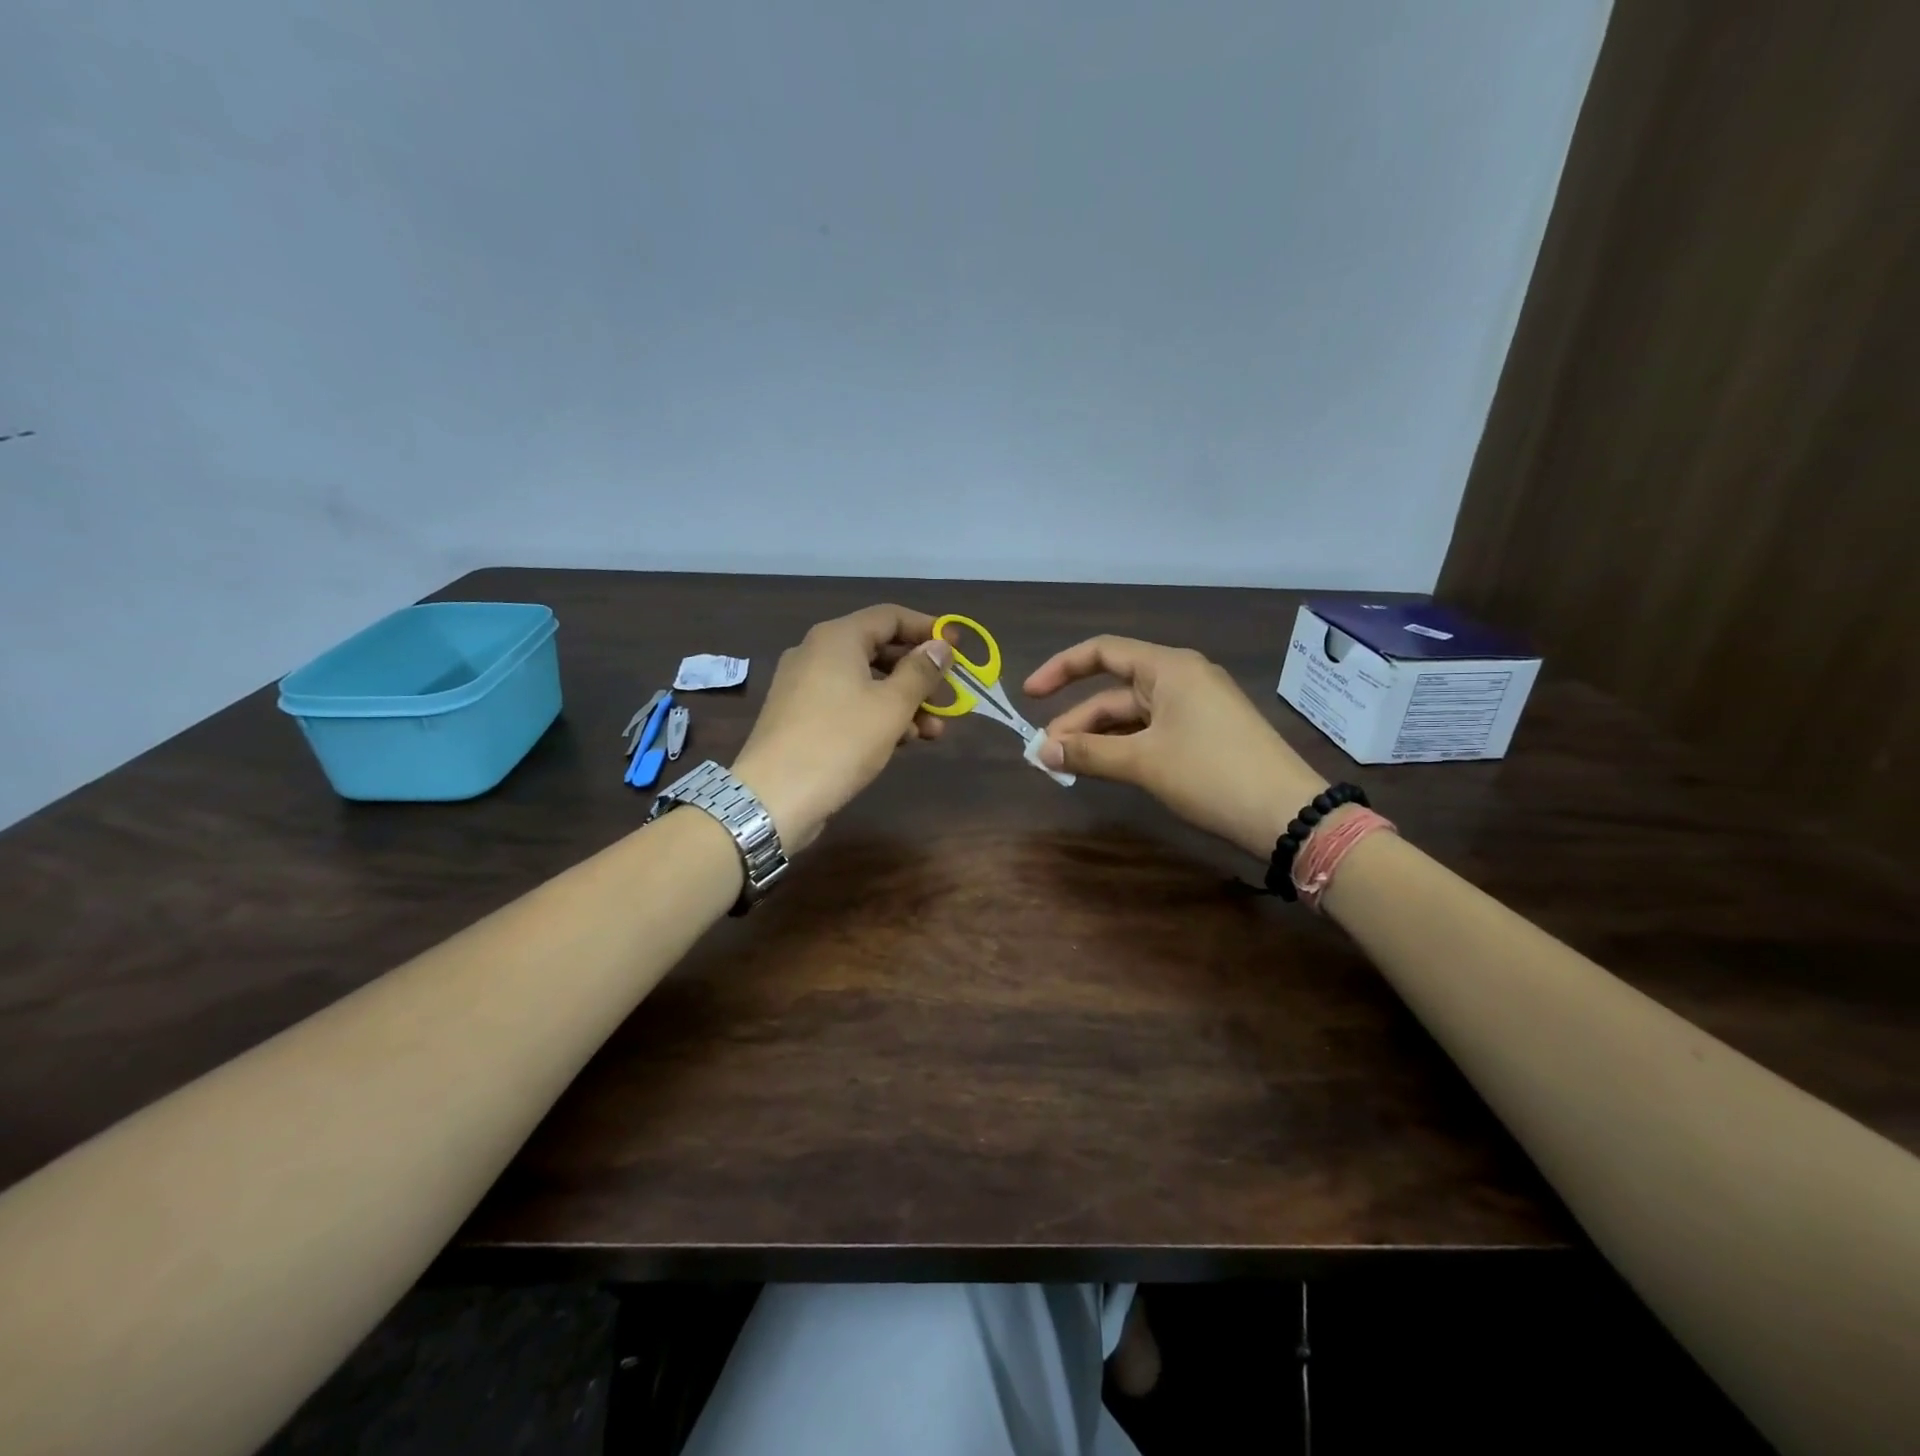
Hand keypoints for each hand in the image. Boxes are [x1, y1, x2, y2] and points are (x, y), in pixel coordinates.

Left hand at [731, 604, 953, 850]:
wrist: (774, 796)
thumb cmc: (840, 741)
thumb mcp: (892, 705)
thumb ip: (921, 672)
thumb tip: (941, 646)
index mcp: (837, 638)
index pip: (890, 616)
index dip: (928, 629)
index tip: (958, 648)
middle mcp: (816, 652)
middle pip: (879, 650)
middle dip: (919, 674)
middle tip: (950, 696)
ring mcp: (803, 686)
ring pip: (865, 682)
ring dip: (903, 701)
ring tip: (934, 731)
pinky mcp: (799, 717)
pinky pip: (847, 703)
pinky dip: (877, 715)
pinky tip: (902, 741)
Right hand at [1025, 637, 1327, 859]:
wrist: (1288, 814)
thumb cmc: (1211, 774)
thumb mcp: (1144, 762)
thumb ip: (1088, 753)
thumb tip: (1041, 753)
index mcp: (1168, 667)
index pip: (1102, 652)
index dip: (1060, 669)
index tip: (1029, 696)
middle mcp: (1181, 678)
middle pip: (1114, 690)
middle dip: (1076, 720)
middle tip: (1044, 755)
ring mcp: (1196, 707)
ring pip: (1131, 715)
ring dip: (1097, 738)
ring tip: (1064, 765)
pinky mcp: (1205, 734)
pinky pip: (1151, 731)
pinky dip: (1123, 746)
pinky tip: (1103, 767)